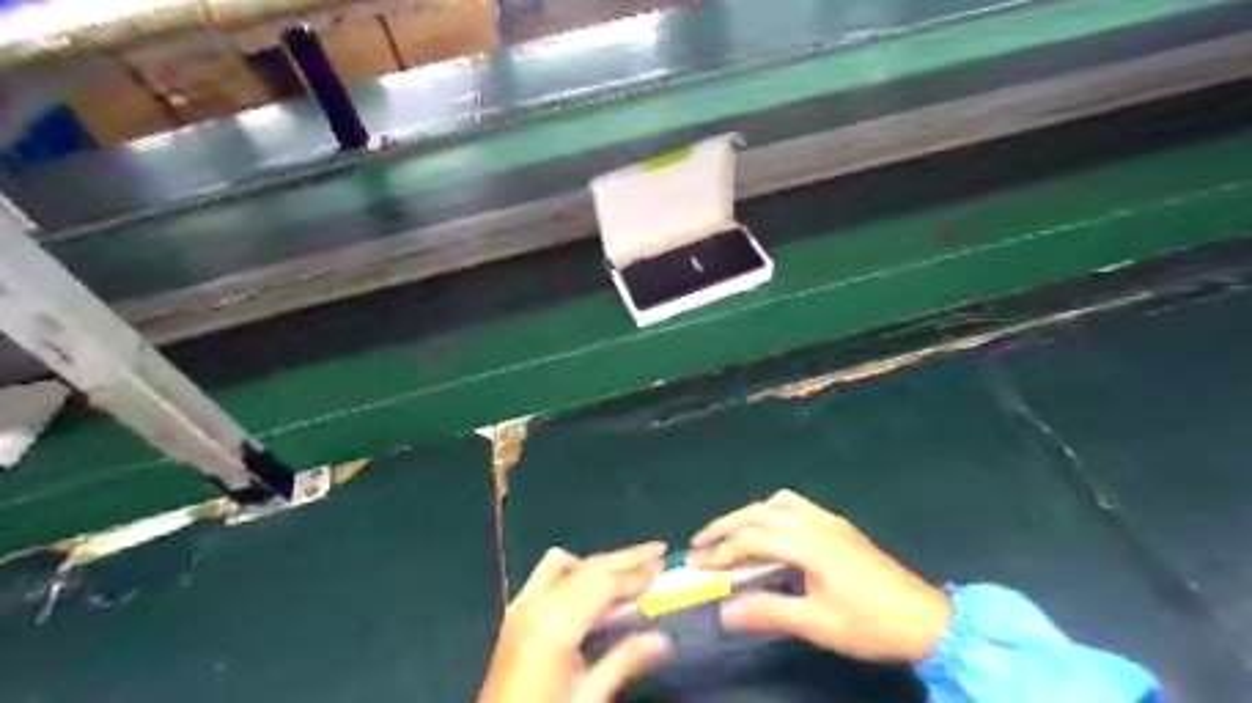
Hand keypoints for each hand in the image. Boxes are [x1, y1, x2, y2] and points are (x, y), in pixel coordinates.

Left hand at [481, 546, 676, 702]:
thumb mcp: (588, 697)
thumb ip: (625, 661)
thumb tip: (665, 638)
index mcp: (555, 626)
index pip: (603, 584)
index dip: (635, 575)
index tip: (664, 567)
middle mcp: (536, 605)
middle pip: (588, 567)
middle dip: (625, 557)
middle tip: (658, 550)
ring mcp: (521, 605)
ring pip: (566, 564)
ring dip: (600, 562)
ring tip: (629, 569)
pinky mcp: (514, 611)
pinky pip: (546, 574)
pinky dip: (574, 569)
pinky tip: (591, 586)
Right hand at [685, 490, 949, 664]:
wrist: (926, 619)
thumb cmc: (870, 623)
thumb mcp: (817, 624)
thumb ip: (768, 611)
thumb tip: (724, 610)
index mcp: (808, 543)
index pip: (751, 538)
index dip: (722, 552)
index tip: (699, 568)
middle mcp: (814, 521)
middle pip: (758, 513)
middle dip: (724, 526)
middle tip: (699, 543)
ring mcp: (828, 519)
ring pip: (776, 503)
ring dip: (747, 515)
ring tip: (729, 535)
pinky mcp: (838, 525)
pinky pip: (794, 505)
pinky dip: (770, 512)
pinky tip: (768, 530)